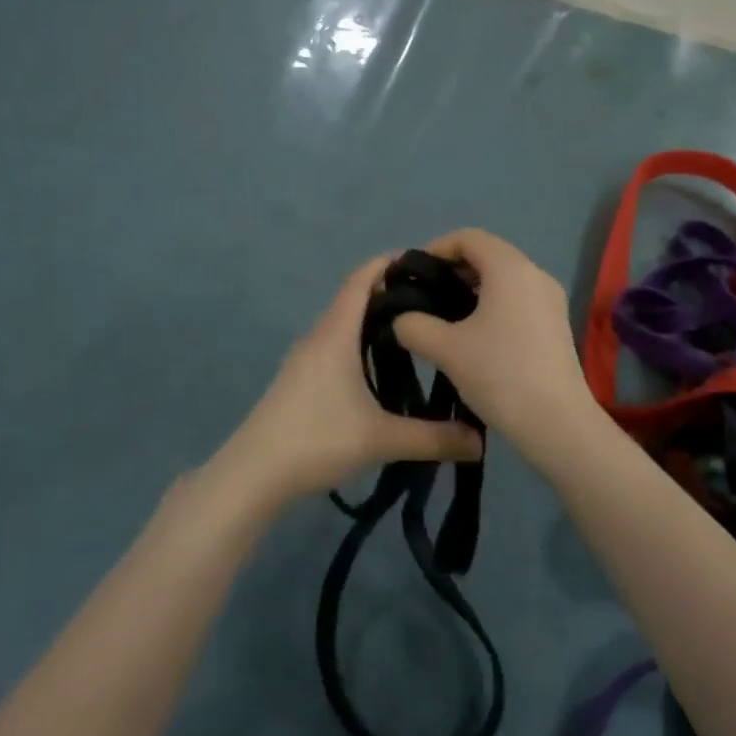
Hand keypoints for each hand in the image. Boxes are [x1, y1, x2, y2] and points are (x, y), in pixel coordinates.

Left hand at [217, 255, 483, 508]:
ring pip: (344, 324)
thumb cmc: (316, 439)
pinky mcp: (300, 379)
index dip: (388, 263)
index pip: (360, 280)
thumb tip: (481, 442)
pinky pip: (335, 344)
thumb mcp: (381, 439)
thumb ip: (433, 438)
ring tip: (415, 331)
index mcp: (336, 334)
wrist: (254, 473)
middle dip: (391, 292)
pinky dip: (360, 342)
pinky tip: (381, 368)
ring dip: (374, 320)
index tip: (424, 261)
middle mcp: (319, 336)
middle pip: (354, 298)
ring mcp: (305, 358)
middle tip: (433, 300)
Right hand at [390, 230, 597, 462]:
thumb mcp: (445, 349)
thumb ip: (414, 325)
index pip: (469, 237)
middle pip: (488, 254)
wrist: (557, 423)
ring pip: (504, 278)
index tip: (415, 275)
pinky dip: (494, 304)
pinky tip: (475, 336)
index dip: (437, 248)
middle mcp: (535, 273)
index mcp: (510, 268)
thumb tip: (403, 319)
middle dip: (453, 269)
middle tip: (426, 297)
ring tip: (446, 318)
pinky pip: (519, 298)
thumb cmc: (499, 374)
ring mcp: (551, 299)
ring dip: (473, 289)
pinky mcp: (556, 323)